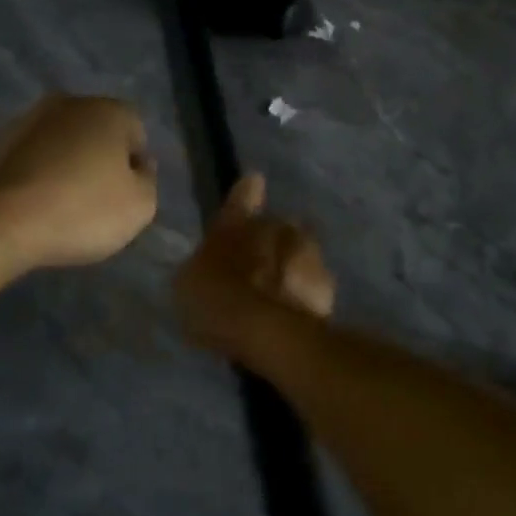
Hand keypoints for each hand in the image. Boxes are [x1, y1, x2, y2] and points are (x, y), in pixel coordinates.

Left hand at [0, 95, 157, 269]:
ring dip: (68, 167)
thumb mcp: (140, 206)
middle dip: (101, 161)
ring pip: (63, 144)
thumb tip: (138, 166)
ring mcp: (29, 120)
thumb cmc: (81, 210)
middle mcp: (70, 104)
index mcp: (109, 110)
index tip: (126, 198)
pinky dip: (39, 177)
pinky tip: (37, 206)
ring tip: (64, 208)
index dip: (136, 167)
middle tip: (98, 202)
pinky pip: (34, 159)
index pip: (137, 133)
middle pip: (98, 134)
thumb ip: (148, 181)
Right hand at [176, 175, 334, 355]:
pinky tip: (293, 313)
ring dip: (290, 266)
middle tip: (258, 269)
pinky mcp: (326, 283)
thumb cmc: (216, 302)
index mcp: (237, 223)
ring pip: (298, 251)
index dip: (247, 192)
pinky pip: (312, 282)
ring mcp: (306, 252)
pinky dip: (304, 292)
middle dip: (270, 241)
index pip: (243, 197)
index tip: (254, 183)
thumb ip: (202, 263)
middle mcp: (275, 227)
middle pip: (275, 227)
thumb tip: (210, 258)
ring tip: (278, 295)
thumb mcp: (189, 282)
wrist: (266, 332)